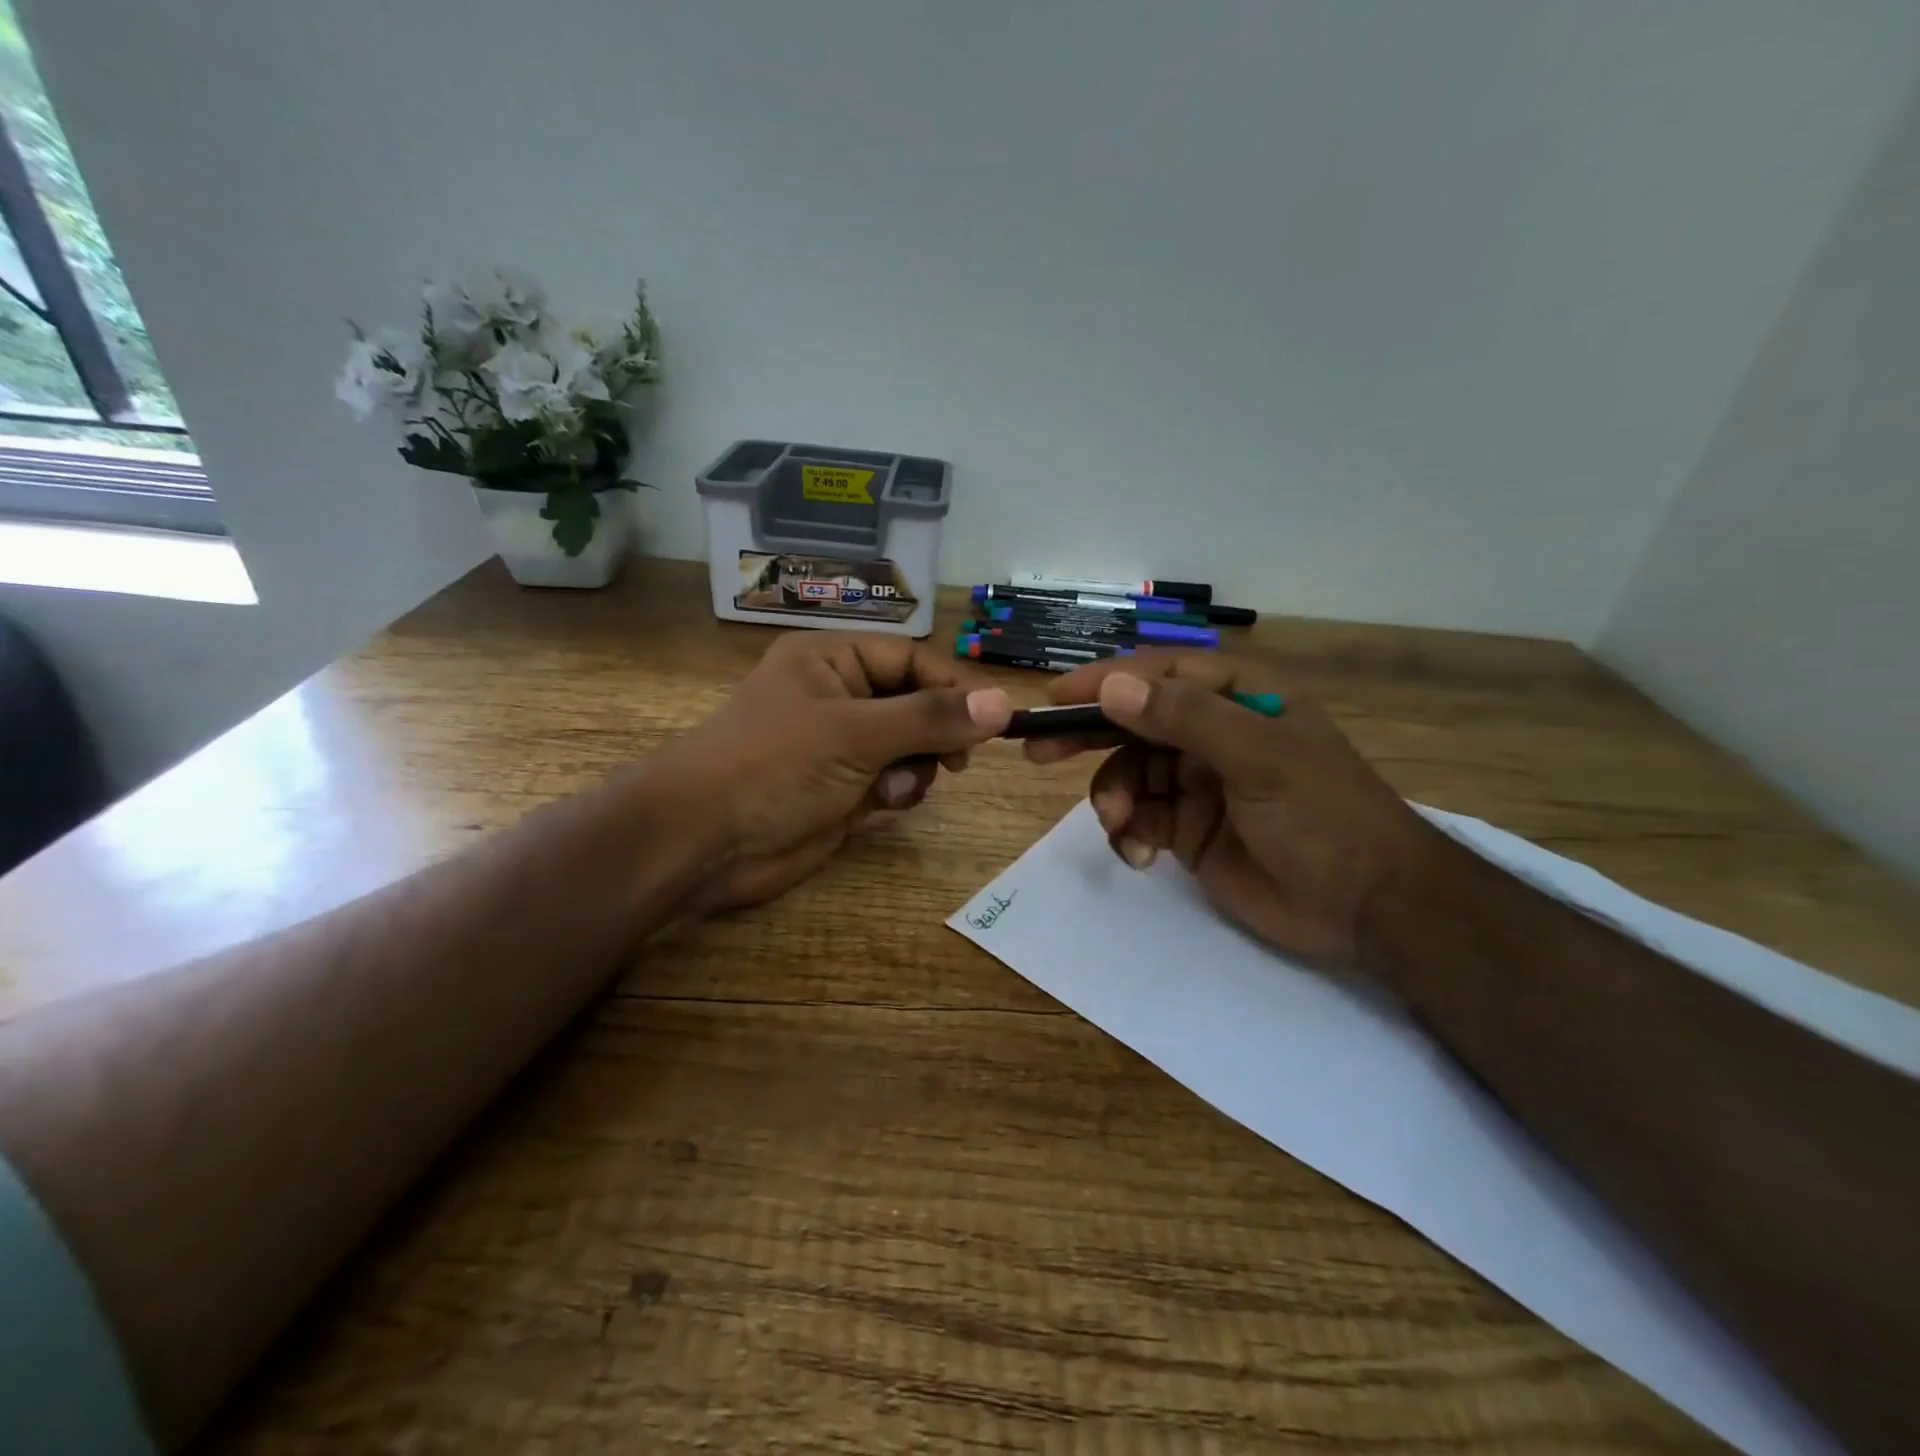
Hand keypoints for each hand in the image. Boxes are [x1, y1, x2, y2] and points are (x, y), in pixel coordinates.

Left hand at [653, 631, 1011, 912]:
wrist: (704, 841)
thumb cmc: (776, 765)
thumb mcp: (856, 732)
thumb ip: (931, 718)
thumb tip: (1003, 704)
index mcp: (833, 661)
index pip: (912, 660)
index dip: (954, 688)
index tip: (994, 720)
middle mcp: (838, 696)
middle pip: (916, 705)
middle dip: (934, 735)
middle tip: (953, 763)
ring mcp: (840, 746)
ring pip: (910, 749)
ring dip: (914, 769)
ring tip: (892, 789)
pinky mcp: (841, 790)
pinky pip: (891, 782)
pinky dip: (894, 794)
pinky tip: (877, 807)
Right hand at [1026, 652, 1444, 969]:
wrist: (1369, 908)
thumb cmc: (1324, 815)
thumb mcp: (1259, 757)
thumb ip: (1184, 719)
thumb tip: (1111, 688)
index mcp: (1238, 697)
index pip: (1160, 673)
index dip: (1106, 681)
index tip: (1055, 699)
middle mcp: (1213, 732)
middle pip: (1134, 721)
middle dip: (1089, 736)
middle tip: (1039, 751)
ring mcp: (1198, 782)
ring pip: (1129, 773)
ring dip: (1113, 796)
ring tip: (1119, 823)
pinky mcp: (1188, 829)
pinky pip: (1139, 818)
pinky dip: (1128, 833)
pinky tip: (1139, 855)